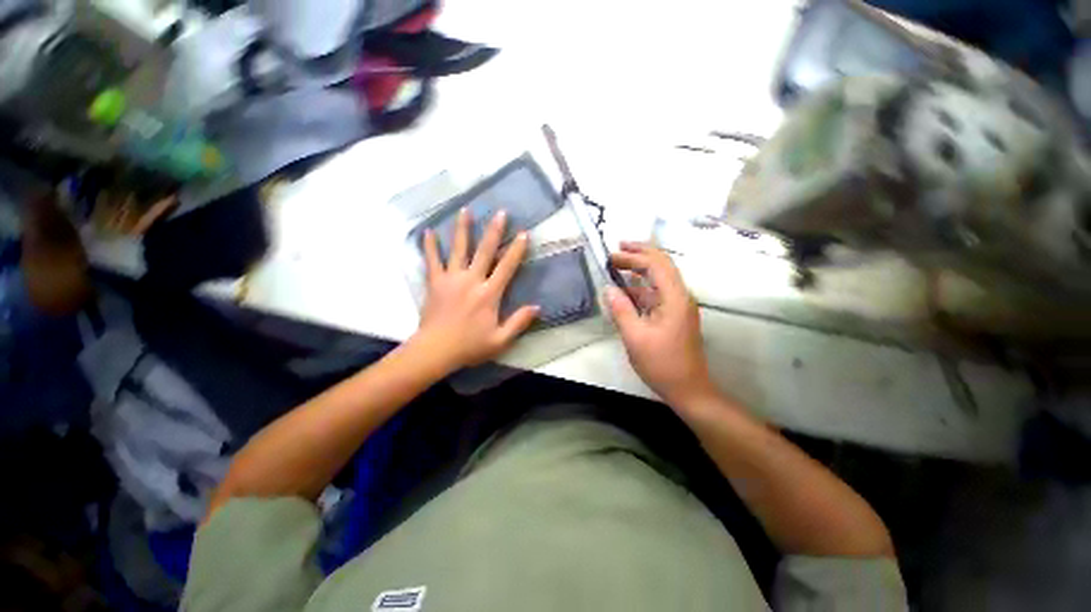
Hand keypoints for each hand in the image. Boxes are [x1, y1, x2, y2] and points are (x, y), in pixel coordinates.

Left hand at [412, 208, 538, 371]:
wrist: (435, 351)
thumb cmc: (470, 346)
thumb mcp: (500, 340)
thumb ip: (519, 322)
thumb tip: (537, 307)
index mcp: (489, 294)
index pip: (506, 267)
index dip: (517, 250)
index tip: (524, 233)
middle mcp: (471, 281)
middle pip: (484, 251)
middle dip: (494, 231)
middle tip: (500, 212)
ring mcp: (451, 279)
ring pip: (458, 249)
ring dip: (463, 229)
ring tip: (465, 210)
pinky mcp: (435, 283)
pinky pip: (432, 261)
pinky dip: (430, 246)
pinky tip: (428, 231)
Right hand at [606, 242, 716, 407]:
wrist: (688, 389)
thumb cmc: (662, 364)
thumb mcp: (635, 337)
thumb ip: (621, 310)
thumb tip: (608, 289)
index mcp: (674, 298)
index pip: (656, 265)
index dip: (634, 256)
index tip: (612, 255)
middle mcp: (680, 296)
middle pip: (662, 265)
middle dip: (640, 254)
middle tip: (617, 249)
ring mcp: (678, 306)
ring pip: (659, 279)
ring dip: (639, 270)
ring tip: (618, 265)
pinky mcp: (673, 316)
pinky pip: (656, 294)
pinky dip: (641, 288)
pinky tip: (626, 291)